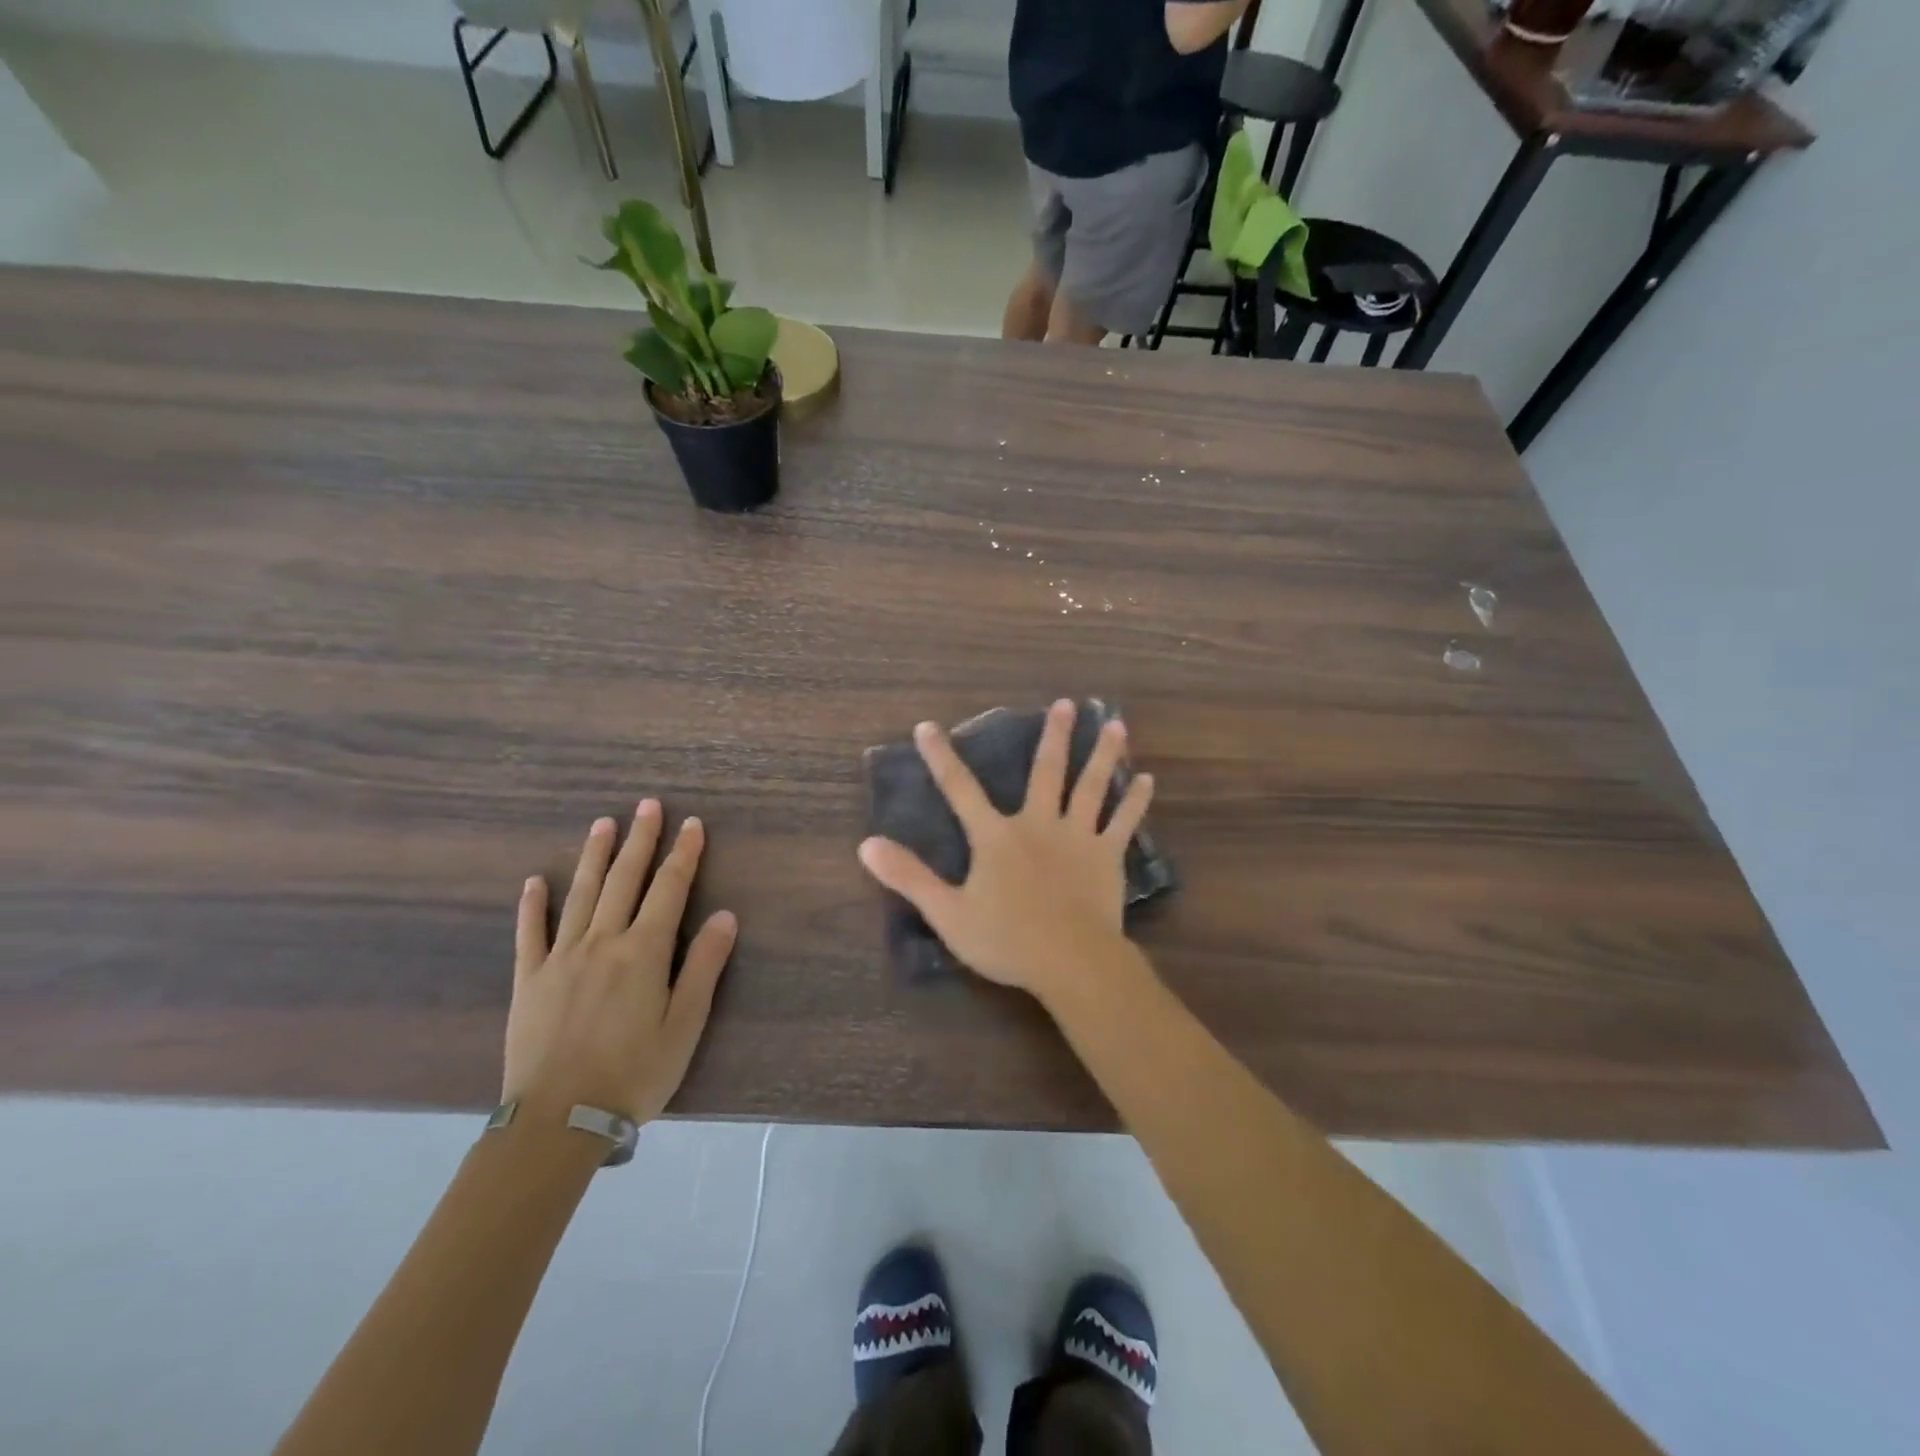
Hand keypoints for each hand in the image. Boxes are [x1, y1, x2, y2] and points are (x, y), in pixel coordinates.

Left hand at [504, 801, 736, 1124]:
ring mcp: (560, 958)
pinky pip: (530, 934)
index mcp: (643, 952)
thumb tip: (725, 916)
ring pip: (579, 895)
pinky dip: (533, 905)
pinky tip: (535, 881)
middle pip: (623, 880)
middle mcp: (602, 942)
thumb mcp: (685, 1025)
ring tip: (603, 824)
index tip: (692, 824)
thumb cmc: (633, 1074)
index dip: (683, 854)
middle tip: (647, 805)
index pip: (669, 889)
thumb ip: (703, 966)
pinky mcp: (529, 981)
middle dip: (640, 840)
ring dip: (594, 856)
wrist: (558, 1122)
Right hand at [856, 699, 1153, 1001]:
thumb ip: (909, 877)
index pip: (960, 790)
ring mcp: (1078, 837)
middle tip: (1067, 704)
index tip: (928, 727)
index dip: (941, 758)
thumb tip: (866, 845)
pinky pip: (1124, 822)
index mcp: (996, 837)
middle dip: (1054, 737)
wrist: (1070, 962)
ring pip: (1091, 787)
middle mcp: (1038, 825)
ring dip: (1103, 755)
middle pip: (1046, 772)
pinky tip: (1148, 779)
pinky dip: (1136, 801)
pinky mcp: (1108, 856)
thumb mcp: (947, 913)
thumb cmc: (1006, 940)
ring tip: (1116, 725)